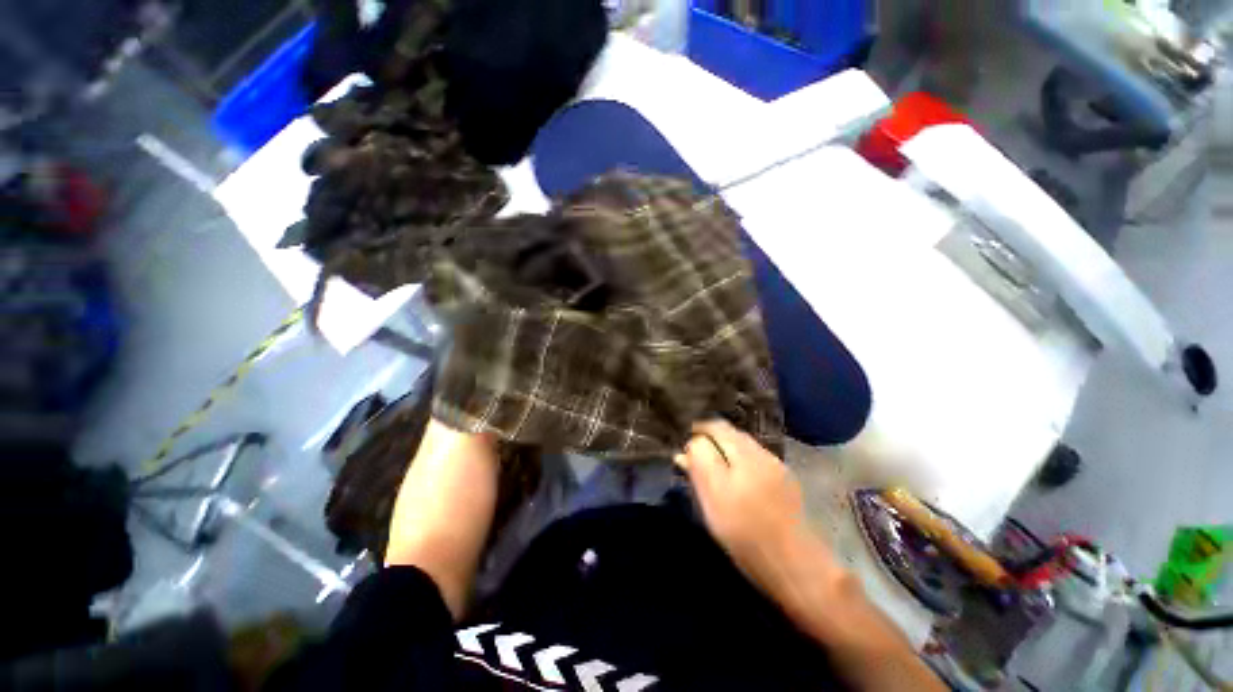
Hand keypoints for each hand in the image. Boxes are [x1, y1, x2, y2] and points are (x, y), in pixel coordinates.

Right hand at [674, 420, 840, 587]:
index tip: (684, 441)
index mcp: (743, 455)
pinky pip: (755, 458)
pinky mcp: (786, 480)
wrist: (796, 566)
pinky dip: (740, 460)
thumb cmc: (746, 535)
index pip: (716, 427)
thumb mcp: (713, 502)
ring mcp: (776, 466)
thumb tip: (688, 446)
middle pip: (731, 433)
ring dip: (725, 448)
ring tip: (712, 466)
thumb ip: (700, 468)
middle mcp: (761, 453)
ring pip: (743, 445)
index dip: (698, 430)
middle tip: (695, 454)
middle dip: (711, 438)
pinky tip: (736, 478)